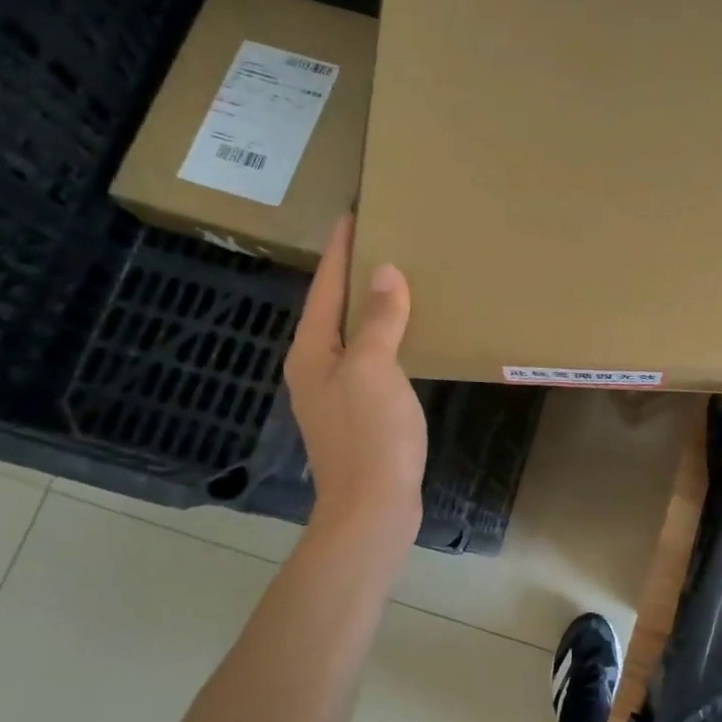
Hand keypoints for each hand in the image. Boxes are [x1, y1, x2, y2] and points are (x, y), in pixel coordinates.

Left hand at [284, 215, 426, 546]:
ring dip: (372, 304)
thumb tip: (385, 272)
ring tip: (400, 275)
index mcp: (311, 351)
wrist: (371, 508)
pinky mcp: (360, 410)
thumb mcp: (375, 370)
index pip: (325, 286)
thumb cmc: (370, 435)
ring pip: (354, 333)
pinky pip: (372, 357)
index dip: (339, 249)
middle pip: (335, 307)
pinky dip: (387, 335)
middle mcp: (317, 366)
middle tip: (384, 237)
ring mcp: (337, 391)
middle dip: (354, 272)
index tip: (354, 213)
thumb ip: (379, 320)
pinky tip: (410, 332)